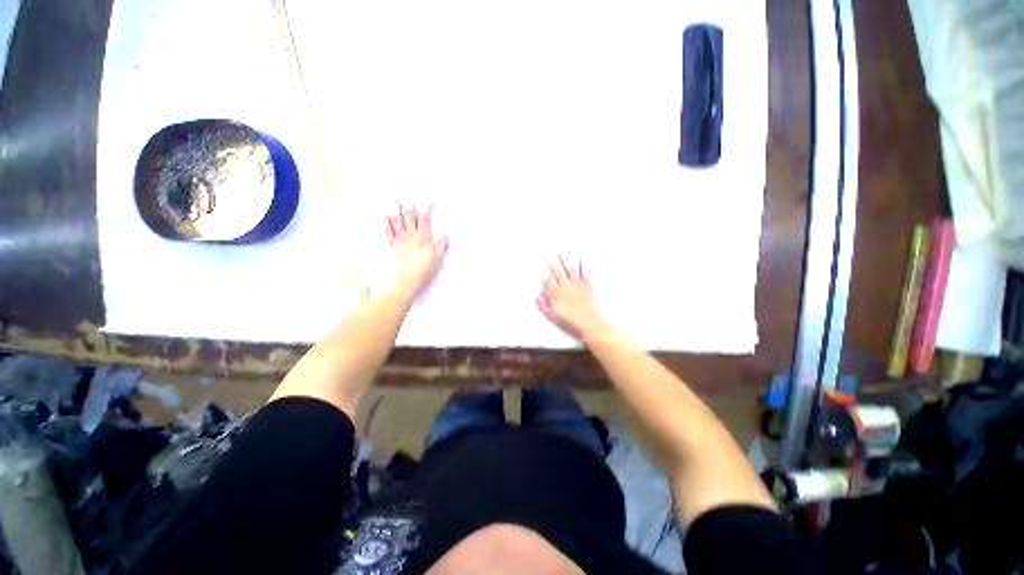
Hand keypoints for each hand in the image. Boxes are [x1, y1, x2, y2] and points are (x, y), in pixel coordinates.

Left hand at [385, 205, 448, 297]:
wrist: (403, 283)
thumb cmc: (422, 274)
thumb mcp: (437, 261)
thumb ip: (441, 247)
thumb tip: (446, 235)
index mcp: (424, 240)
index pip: (425, 221)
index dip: (426, 210)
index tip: (428, 202)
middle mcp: (411, 237)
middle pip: (410, 218)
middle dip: (410, 206)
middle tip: (409, 195)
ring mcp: (399, 241)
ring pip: (397, 222)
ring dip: (396, 210)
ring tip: (395, 200)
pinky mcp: (391, 247)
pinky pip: (387, 232)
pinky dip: (385, 224)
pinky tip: (384, 217)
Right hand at [537, 257, 608, 340]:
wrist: (589, 324)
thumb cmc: (570, 322)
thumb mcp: (553, 317)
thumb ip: (543, 306)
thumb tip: (537, 296)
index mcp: (557, 294)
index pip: (548, 281)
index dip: (544, 274)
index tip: (541, 268)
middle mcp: (566, 287)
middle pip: (558, 272)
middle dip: (553, 264)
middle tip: (549, 256)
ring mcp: (577, 286)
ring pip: (570, 270)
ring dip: (566, 261)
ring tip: (562, 254)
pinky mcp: (587, 286)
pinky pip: (584, 273)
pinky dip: (582, 266)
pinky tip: (581, 260)